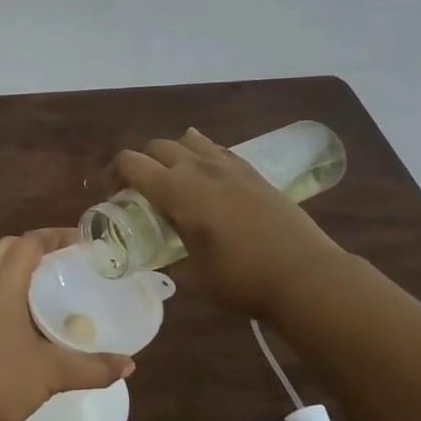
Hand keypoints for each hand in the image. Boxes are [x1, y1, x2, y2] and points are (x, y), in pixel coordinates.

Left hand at [0, 229, 133, 420]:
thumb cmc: (0, 379)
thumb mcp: (52, 373)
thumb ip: (92, 367)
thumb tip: (129, 364)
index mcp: (2, 285)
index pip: (29, 243)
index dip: (55, 236)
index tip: (83, 242)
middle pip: (9, 248)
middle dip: (38, 247)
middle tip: (68, 260)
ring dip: (22, 269)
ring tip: (55, 285)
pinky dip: (13, 291)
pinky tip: (33, 318)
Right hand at [115, 128, 344, 318]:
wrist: (306, 275)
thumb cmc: (242, 280)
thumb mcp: (193, 277)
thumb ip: (168, 259)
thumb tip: (156, 257)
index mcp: (176, 190)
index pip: (131, 163)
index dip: (114, 174)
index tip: (114, 197)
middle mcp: (198, 168)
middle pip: (156, 146)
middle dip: (140, 163)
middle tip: (139, 191)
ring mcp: (228, 166)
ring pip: (187, 141)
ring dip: (171, 155)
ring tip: (173, 180)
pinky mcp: (252, 172)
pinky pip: (216, 149)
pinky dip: (201, 154)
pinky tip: (206, 174)